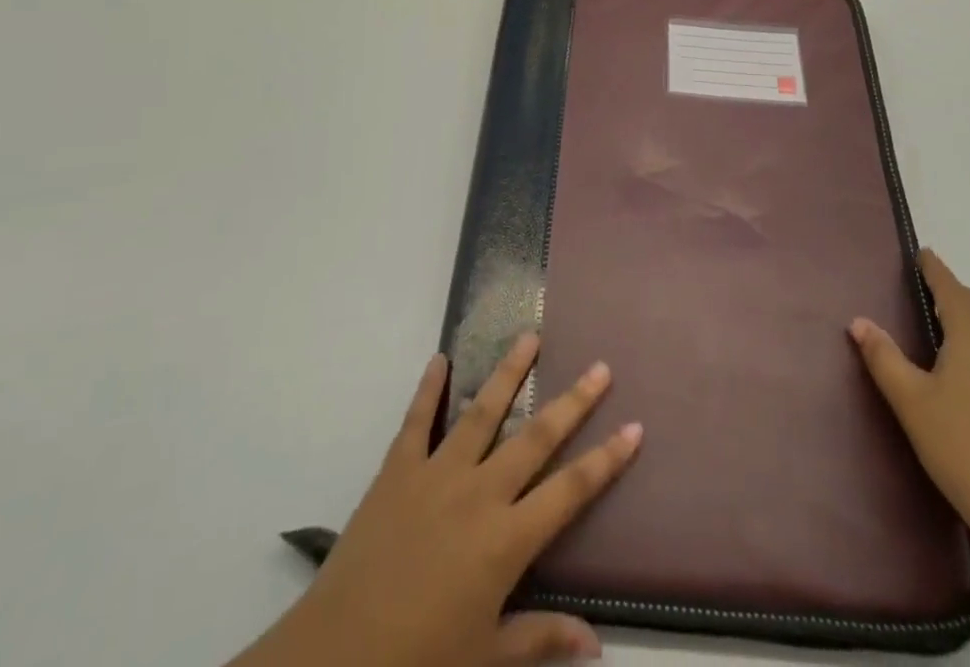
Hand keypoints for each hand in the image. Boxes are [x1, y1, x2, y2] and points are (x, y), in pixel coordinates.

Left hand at [243, 334, 641, 666]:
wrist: (334, 659)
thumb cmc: (418, 665)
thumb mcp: (486, 661)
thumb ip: (541, 641)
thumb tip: (598, 642)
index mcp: (506, 540)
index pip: (571, 490)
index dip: (606, 459)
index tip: (635, 427)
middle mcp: (480, 493)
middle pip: (536, 438)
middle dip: (573, 402)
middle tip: (600, 366)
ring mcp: (437, 474)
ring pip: (483, 412)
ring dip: (509, 372)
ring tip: (530, 336)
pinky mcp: (397, 470)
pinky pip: (417, 420)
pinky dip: (428, 387)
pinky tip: (440, 358)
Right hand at [849, 249, 969, 563]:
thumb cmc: (962, 446)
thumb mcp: (911, 400)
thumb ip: (883, 356)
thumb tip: (858, 320)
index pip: (949, 285)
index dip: (932, 268)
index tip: (917, 253)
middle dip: (949, 289)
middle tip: (918, 290)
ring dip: (966, 311)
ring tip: (935, 322)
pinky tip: (960, 361)